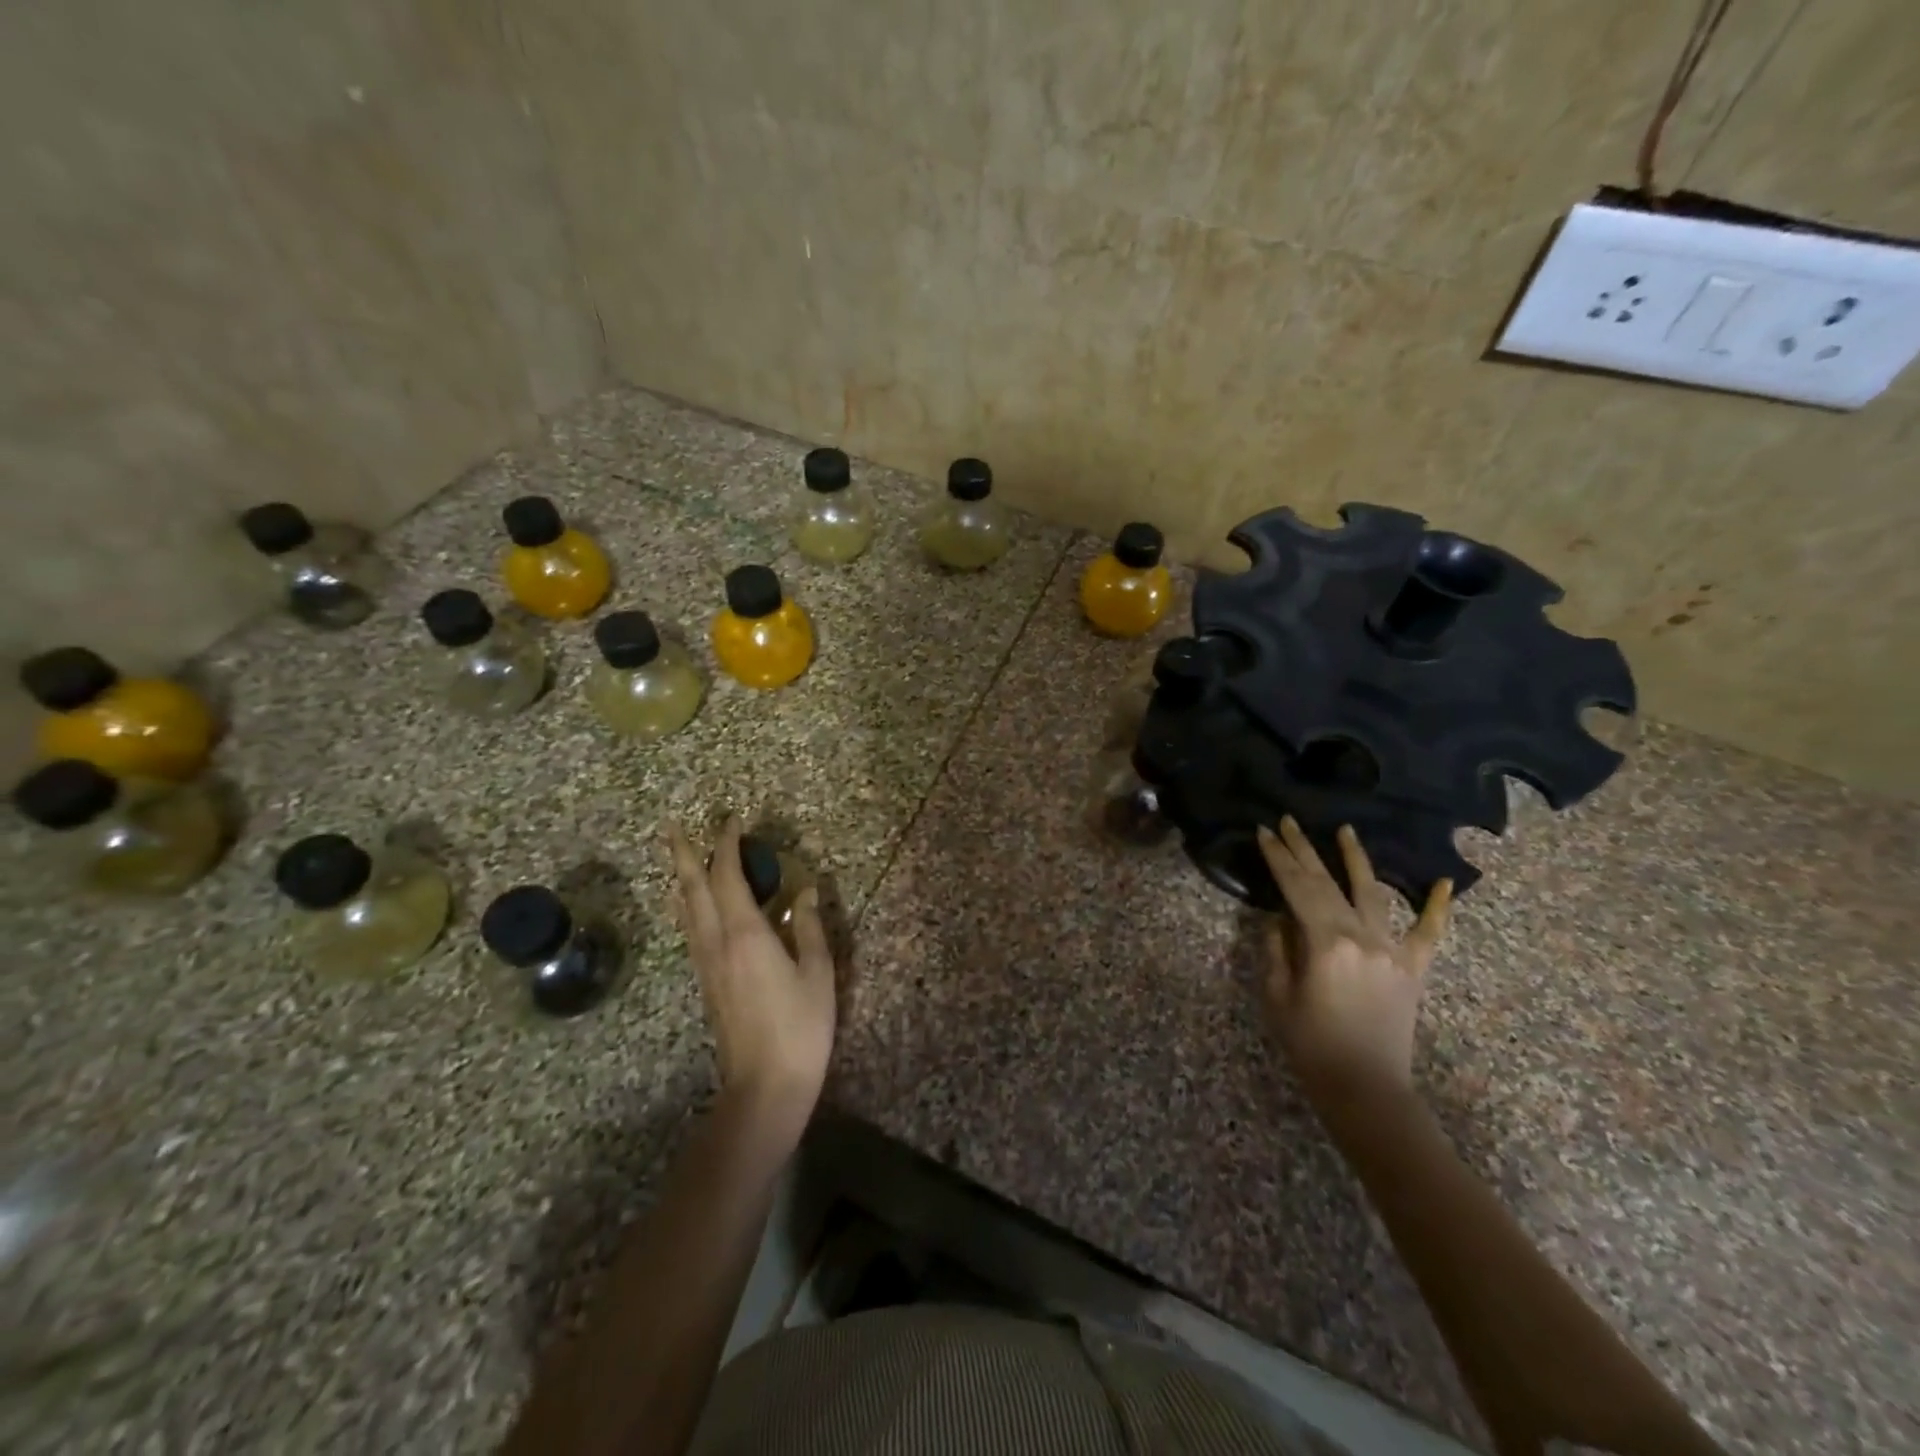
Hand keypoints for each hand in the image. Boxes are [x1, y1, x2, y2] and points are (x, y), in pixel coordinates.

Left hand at [668, 818, 835, 1140]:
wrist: (764, 1086)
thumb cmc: (800, 1027)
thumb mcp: (817, 972)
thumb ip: (808, 927)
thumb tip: (804, 890)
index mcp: (745, 934)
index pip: (728, 877)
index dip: (727, 845)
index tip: (732, 820)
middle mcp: (716, 942)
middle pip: (691, 889)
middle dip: (682, 854)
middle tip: (672, 827)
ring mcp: (706, 964)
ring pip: (685, 910)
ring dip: (680, 878)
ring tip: (676, 858)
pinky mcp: (705, 982)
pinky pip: (690, 930)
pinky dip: (687, 905)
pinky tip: (691, 906)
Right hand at [1256, 818, 1451, 1106]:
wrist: (1366, 1090)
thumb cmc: (1311, 1045)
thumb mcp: (1278, 996)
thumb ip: (1277, 949)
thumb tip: (1280, 918)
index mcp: (1325, 942)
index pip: (1296, 887)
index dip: (1278, 858)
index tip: (1265, 832)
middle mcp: (1362, 936)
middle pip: (1328, 882)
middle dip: (1304, 849)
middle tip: (1289, 821)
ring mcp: (1393, 950)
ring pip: (1373, 894)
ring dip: (1357, 859)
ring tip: (1345, 830)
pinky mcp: (1413, 969)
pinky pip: (1429, 934)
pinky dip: (1437, 908)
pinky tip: (1444, 883)